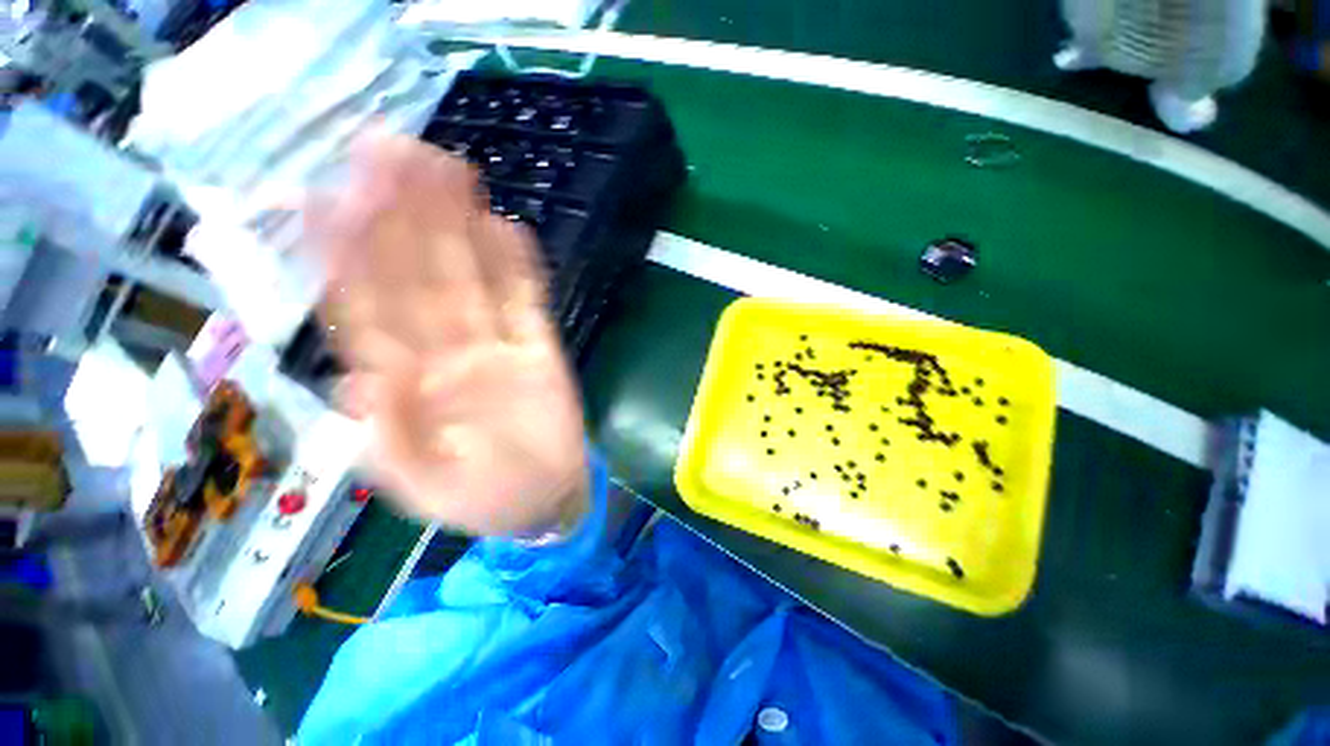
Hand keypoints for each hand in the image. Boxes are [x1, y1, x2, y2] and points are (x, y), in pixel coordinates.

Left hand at [306, 133, 588, 536]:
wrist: (546, 500)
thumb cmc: (485, 500)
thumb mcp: (427, 490)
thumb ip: (390, 441)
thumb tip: (355, 381)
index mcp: (404, 388)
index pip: (365, 311)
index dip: (343, 256)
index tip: (324, 197)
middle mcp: (442, 355)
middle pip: (416, 278)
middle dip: (400, 218)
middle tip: (389, 152)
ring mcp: (495, 348)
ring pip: (471, 280)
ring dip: (458, 228)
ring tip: (446, 172)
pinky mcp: (540, 350)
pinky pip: (527, 303)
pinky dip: (519, 270)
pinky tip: (505, 230)